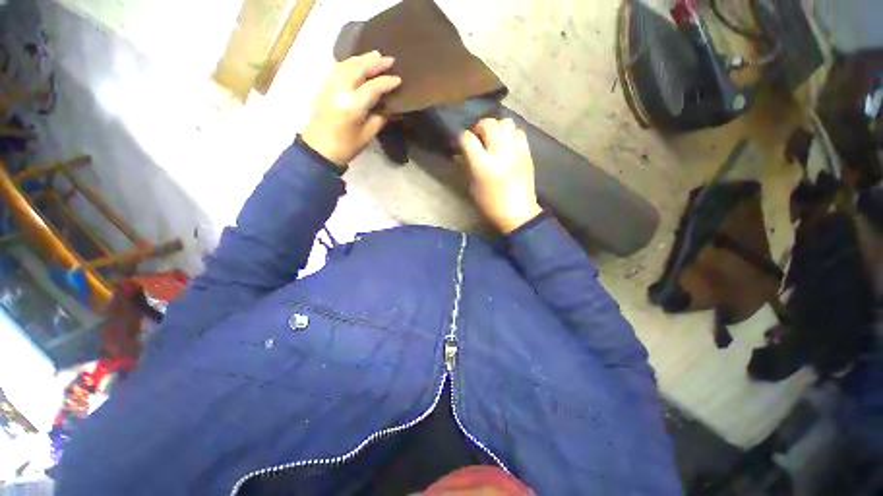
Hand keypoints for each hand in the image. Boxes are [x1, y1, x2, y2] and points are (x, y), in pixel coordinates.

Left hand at [302, 51, 401, 165]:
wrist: (318, 149)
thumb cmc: (346, 147)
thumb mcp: (367, 135)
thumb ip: (378, 119)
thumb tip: (387, 107)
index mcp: (353, 105)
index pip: (373, 87)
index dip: (386, 82)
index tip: (398, 79)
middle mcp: (340, 91)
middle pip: (358, 69)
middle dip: (374, 62)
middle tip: (389, 59)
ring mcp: (329, 86)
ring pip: (346, 65)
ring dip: (361, 59)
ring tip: (374, 56)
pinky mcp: (323, 87)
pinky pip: (337, 68)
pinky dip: (349, 63)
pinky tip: (356, 64)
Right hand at [458, 118, 542, 232]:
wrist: (518, 213)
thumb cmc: (491, 205)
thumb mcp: (473, 188)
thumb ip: (468, 166)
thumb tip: (464, 152)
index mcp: (483, 166)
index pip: (468, 139)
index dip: (462, 138)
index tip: (461, 142)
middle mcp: (500, 154)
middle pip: (489, 124)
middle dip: (479, 127)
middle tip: (478, 137)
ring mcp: (516, 152)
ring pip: (506, 123)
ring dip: (497, 127)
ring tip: (494, 138)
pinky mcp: (527, 153)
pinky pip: (519, 132)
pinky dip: (511, 134)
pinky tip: (507, 144)